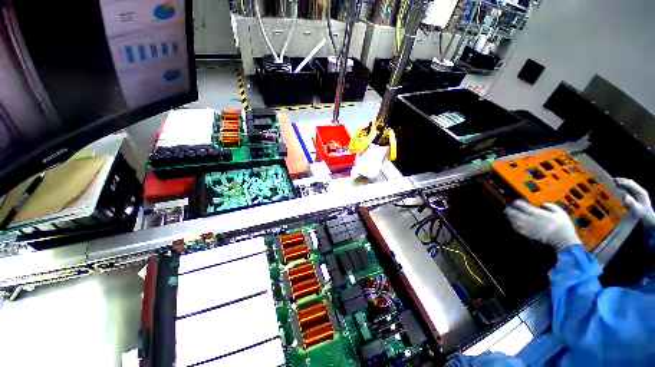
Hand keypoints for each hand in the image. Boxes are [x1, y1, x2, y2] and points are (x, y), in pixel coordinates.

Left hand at [505, 200, 580, 251]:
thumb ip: (552, 206)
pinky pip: (515, 227)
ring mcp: (526, 227)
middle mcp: (528, 219)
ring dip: (509, 216)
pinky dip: (513, 224)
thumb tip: (544, 204)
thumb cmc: (563, 226)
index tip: (516, 201)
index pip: (521, 205)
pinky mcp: (526, 234)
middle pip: (513, 212)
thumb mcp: (561, 212)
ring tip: (509, 213)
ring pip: (512, 219)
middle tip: (508, 207)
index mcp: (536, 213)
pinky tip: (514, 222)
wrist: (563, 241)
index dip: (517, 202)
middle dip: (509, 209)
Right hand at [615, 178, 654, 226]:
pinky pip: (630, 188)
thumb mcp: (636, 209)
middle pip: (631, 183)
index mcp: (641, 193)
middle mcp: (640, 190)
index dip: (624, 183)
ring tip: (615, 182)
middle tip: (613, 180)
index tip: (616, 182)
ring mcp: (639, 192)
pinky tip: (619, 187)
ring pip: (630, 184)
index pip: (632, 185)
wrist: (647, 216)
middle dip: (623, 180)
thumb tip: (624, 195)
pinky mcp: (636, 194)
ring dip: (623, 182)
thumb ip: (631, 202)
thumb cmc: (641, 214)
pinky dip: (624, 186)